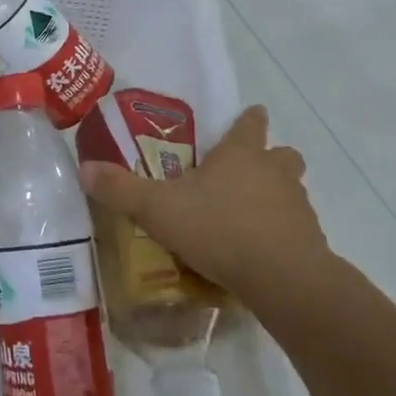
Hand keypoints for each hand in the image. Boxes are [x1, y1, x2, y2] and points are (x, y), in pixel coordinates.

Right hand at [79, 105, 332, 318]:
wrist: (283, 279)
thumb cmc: (219, 228)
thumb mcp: (157, 209)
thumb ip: (121, 189)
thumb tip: (84, 168)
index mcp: (240, 154)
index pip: (249, 123)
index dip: (248, 119)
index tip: (249, 116)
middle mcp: (273, 172)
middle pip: (281, 154)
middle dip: (268, 158)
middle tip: (244, 173)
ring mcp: (297, 206)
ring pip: (291, 190)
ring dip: (274, 197)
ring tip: (246, 216)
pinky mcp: (311, 241)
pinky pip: (295, 228)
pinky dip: (280, 233)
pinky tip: (257, 252)